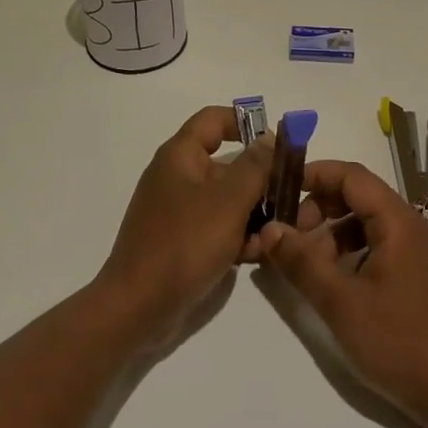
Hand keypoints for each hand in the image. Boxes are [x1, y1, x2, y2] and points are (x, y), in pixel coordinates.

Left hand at [95, 106, 273, 345]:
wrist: (138, 307)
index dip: (246, 122)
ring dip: (252, 213)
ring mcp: (177, 210)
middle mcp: (177, 176)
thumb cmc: (185, 244)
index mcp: (180, 156)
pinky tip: (253, 255)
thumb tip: (268, 137)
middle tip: (289, 196)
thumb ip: (255, 166)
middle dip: (259, 180)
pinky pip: (216, 226)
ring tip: (272, 235)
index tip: (278, 142)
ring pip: (226, 199)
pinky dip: (235, 236)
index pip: (214, 119)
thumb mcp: (229, 201)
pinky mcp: (181, 240)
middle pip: (226, 163)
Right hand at [257, 161, 427, 423]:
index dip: (314, 175)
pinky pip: (377, 244)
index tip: (279, 188)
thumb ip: (302, 261)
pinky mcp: (418, 274)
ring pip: (366, 222)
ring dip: (332, 233)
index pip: (351, 175)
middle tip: (289, 236)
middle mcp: (412, 226)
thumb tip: (269, 228)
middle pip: (358, 196)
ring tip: (306, 265)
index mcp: (399, 221)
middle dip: (319, 208)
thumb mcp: (340, 302)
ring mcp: (418, 251)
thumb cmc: (399, 342)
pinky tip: (333, 281)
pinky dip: (350, 252)